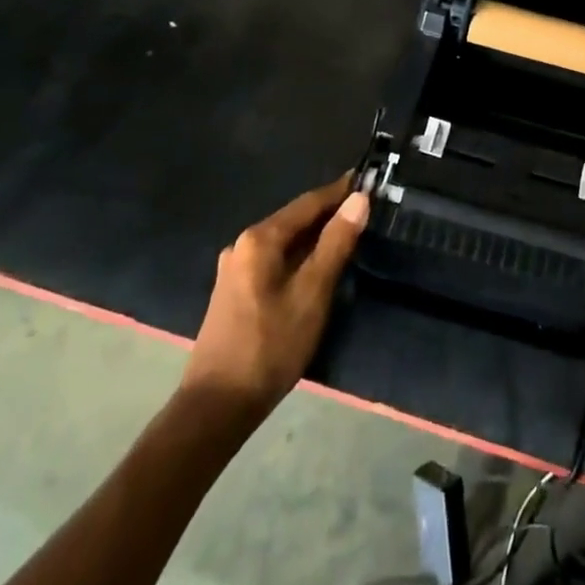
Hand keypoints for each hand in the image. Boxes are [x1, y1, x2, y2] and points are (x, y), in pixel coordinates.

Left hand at [182, 175, 369, 422]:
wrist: (217, 405)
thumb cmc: (271, 345)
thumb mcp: (312, 292)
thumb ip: (336, 243)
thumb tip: (359, 199)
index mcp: (260, 238)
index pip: (308, 202)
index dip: (339, 190)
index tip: (367, 179)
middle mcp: (243, 244)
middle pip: (294, 219)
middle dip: (328, 212)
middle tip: (364, 207)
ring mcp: (235, 268)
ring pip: (284, 241)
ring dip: (315, 235)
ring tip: (348, 234)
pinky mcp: (234, 291)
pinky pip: (274, 259)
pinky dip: (299, 255)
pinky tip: (316, 266)